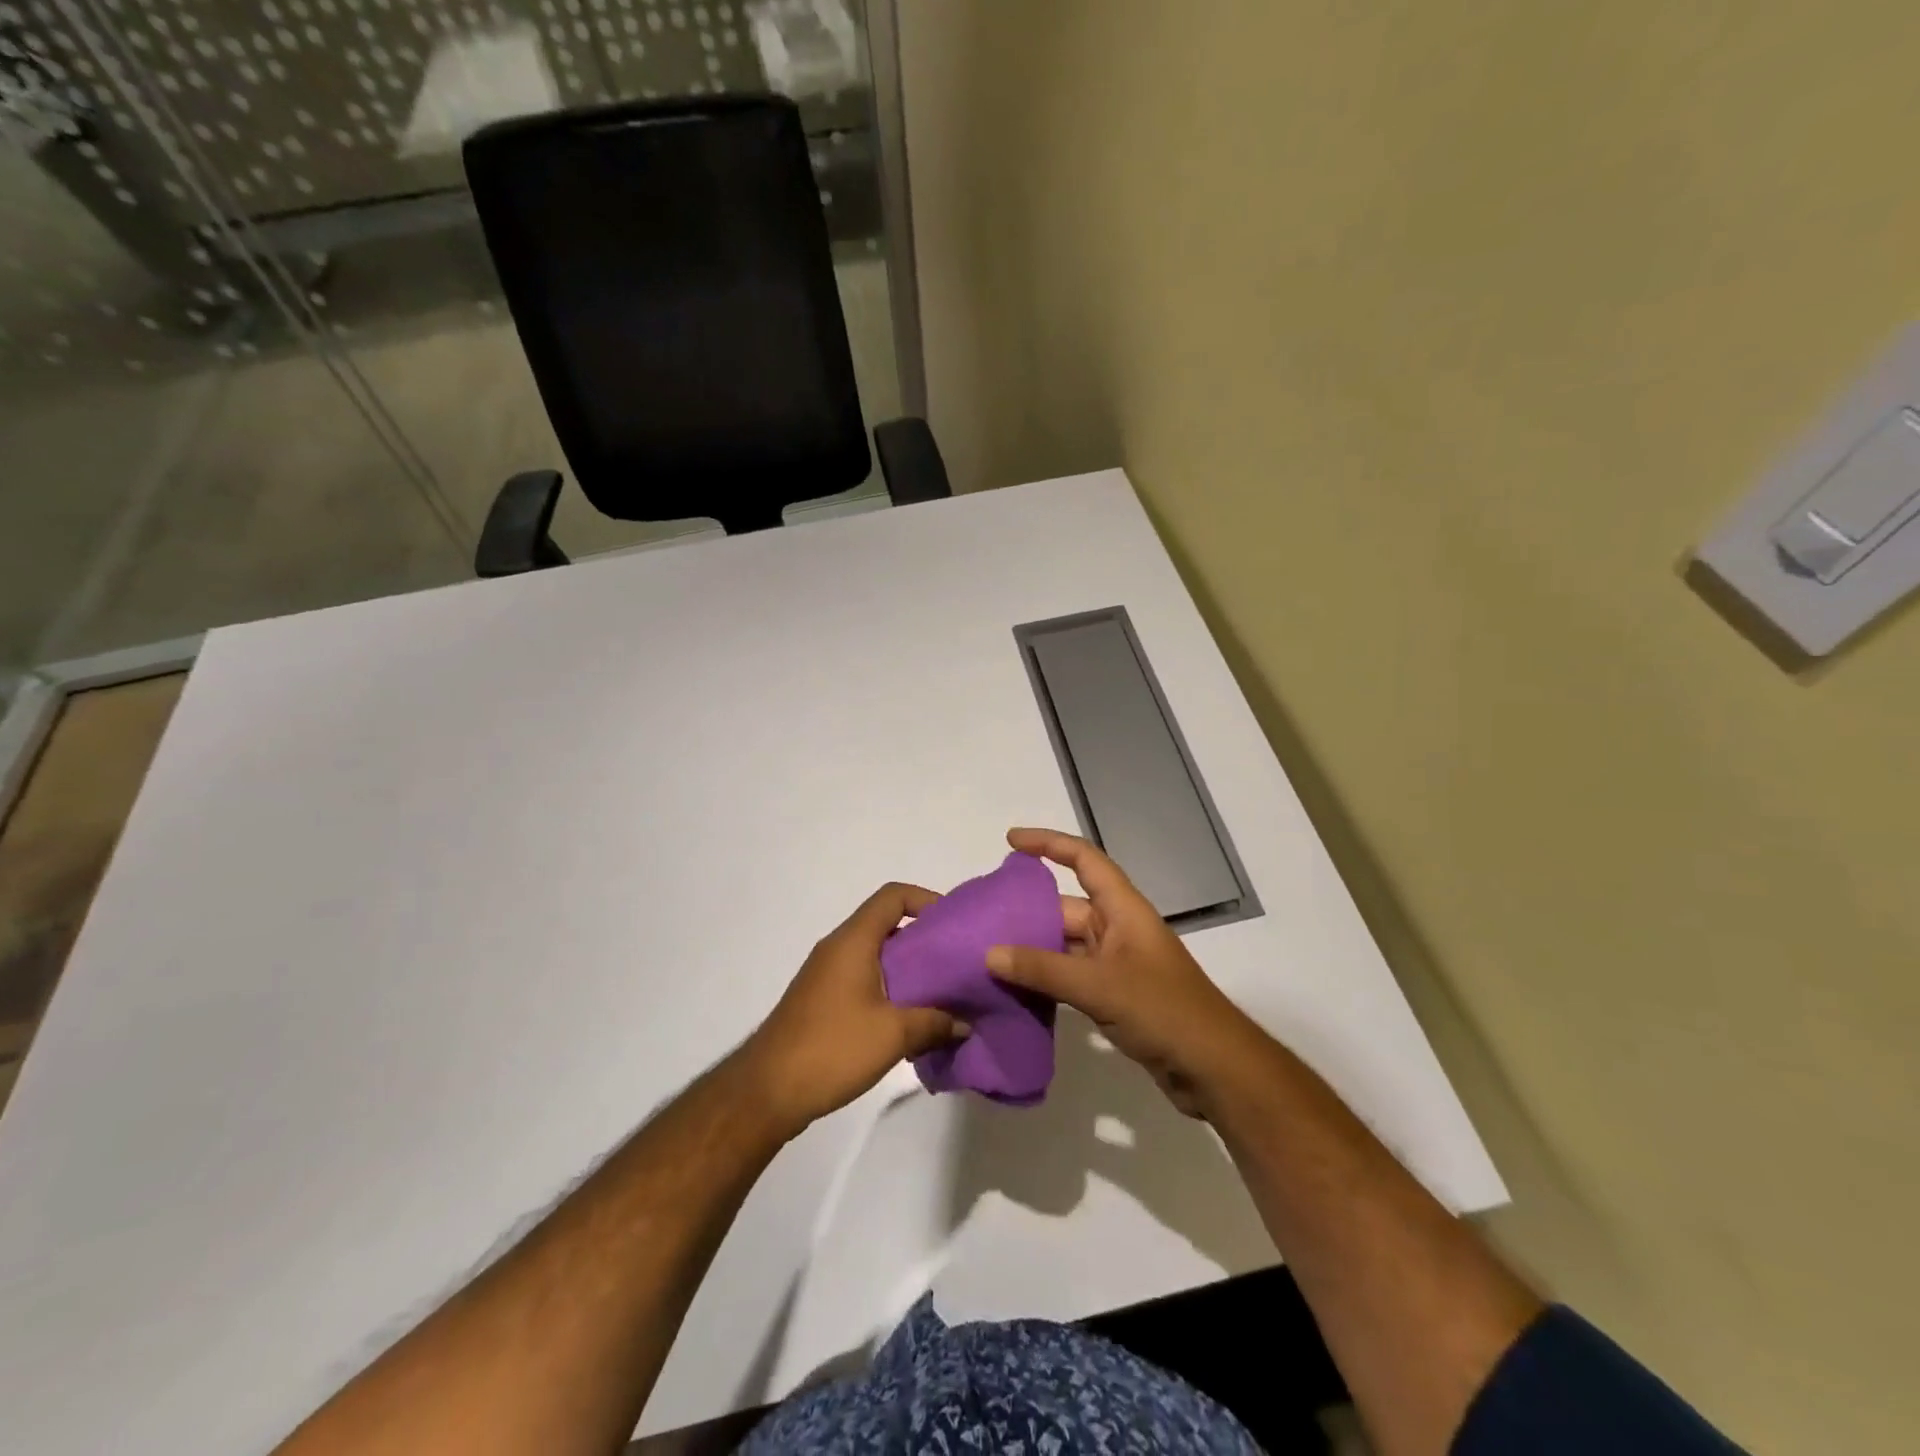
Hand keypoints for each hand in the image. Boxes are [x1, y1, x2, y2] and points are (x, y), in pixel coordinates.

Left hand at [739, 882, 968, 1135]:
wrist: (767, 1090)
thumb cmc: (832, 1048)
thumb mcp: (893, 1035)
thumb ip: (934, 1023)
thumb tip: (964, 1024)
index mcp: (853, 941)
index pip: (892, 897)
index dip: (925, 899)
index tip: (952, 924)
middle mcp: (837, 948)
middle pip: (886, 924)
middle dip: (923, 939)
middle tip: (954, 962)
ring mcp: (826, 974)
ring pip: (875, 954)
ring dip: (907, 968)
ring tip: (939, 993)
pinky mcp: (821, 1000)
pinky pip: (862, 978)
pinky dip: (889, 987)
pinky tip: (908, 1020)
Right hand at [985, 828, 1262, 1116]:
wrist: (1215, 1068)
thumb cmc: (1164, 1011)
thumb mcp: (1099, 986)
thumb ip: (1043, 969)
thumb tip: (989, 954)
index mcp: (1123, 909)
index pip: (1084, 858)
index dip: (1049, 843)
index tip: (1011, 841)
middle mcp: (1118, 929)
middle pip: (1066, 906)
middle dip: (1027, 909)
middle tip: (981, 917)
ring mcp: (1116, 964)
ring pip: (1064, 944)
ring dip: (1031, 949)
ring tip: (985, 953)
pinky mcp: (1114, 996)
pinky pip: (1070, 976)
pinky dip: (1044, 979)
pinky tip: (1013, 990)